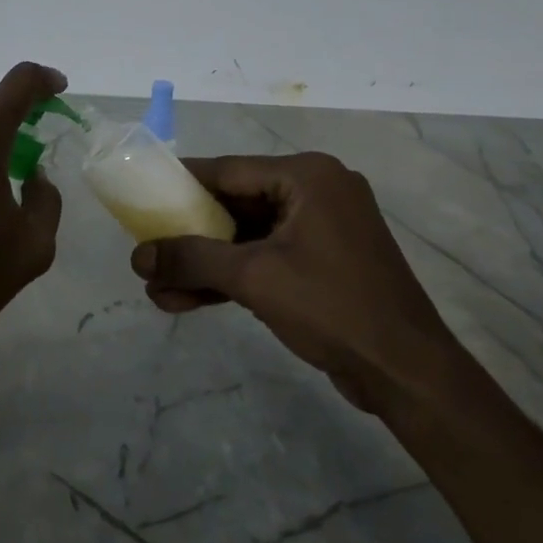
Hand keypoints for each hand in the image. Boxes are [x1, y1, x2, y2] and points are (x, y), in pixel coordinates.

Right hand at [131, 153, 464, 414]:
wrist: (405, 372)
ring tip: (156, 288)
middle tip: (147, 253)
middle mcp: (315, 192)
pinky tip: (185, 300)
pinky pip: (264, 260)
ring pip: (246, 238)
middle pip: (234, 204)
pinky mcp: (321, 263)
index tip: (140, 197)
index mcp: (307, 176)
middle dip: (188, 237)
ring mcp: (320, 230)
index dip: (180, 184)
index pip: (227, 170)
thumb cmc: (332, 307)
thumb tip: (137, 256)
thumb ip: (191, 259)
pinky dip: (230, 278)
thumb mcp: (253, 277)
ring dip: (204, 264)